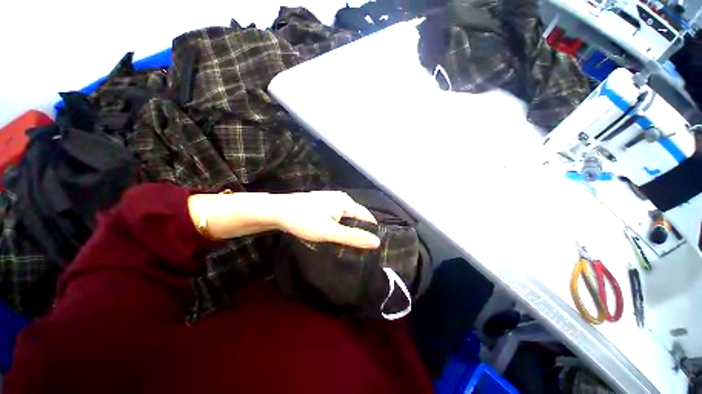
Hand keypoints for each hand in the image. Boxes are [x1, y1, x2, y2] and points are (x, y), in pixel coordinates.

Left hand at [273, 191, 380, 248]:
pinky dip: (339, 225)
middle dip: (360, 230)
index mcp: (346, 202)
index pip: (367, 216)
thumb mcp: (330, 232)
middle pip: (357, 216)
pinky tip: (335, 234)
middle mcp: (340, 198)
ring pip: (346, 217)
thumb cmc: (304, 220)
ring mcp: (330, 200)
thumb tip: (377, 242)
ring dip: (349, 229)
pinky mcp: (322, 204)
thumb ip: (353, 237)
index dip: (372, 230)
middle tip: (362, 248)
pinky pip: (337, 216)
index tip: (374, 246)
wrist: (277, 211)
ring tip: (350, 244)